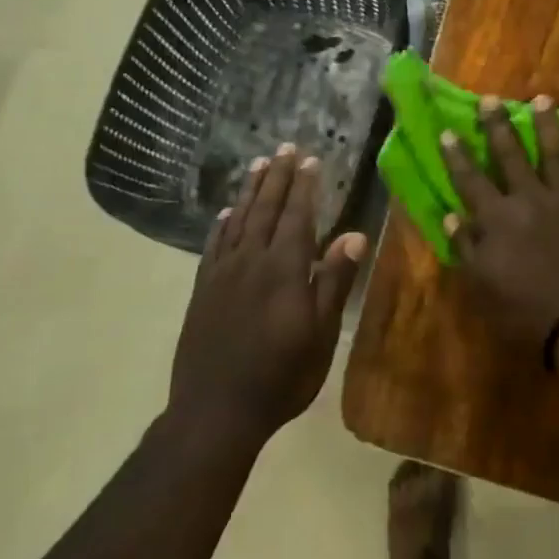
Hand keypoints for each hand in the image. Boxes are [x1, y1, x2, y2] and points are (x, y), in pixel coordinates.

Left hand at [169, 146, 367, 448]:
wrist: (215, 411)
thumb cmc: (280, 376)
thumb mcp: (320, 335)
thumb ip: (334, 282)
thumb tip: (355, 235)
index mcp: (284, 270)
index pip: (297, 216)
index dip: (304, 186)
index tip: (311, 159)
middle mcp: (251, 261)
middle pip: (266, 209)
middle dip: (278, 176)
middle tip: (285, 147)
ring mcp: (223, 273)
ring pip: (238, 220)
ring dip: (250, 190)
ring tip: (258, 164)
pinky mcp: (203, 289)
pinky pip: (214, 244)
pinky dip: (222, 223)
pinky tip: (227, 212)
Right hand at [438, 95, 558, 347]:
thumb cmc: (525, 313)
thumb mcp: (482, 287)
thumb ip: (466, 248)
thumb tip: (452, 214)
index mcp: (497, 219)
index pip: (471, 181)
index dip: (458, 156)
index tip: (448, 131)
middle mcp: (529, 199)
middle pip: (510, 156)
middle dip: (498, 126)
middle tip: (491, 99)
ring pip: (556, 154)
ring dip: (548, 125)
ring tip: (543, 98)